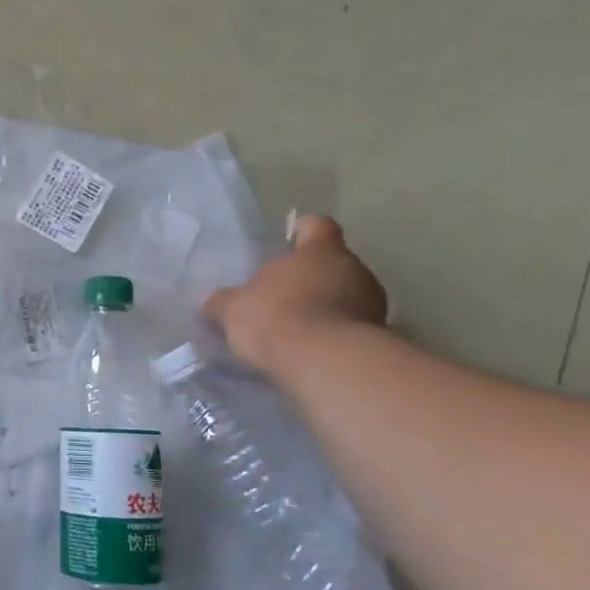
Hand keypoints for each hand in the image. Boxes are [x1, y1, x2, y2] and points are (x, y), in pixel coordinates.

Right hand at [204, 215, 387, 375]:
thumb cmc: (276, 317)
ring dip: (325, 306)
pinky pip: (351, 327)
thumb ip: (222, 301)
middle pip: (333, 263)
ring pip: (346, 295)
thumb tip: (211, 300)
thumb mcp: (233, 309)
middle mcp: (354, 269)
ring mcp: (372, 304)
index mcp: (320, 251)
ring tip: (296, 327)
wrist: (326, 364)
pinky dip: (333, 333)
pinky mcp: (378, 337)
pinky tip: (310, 350)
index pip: (318, 226)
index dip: (304, 230)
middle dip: (311, 276)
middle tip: (282, 293)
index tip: (290, 240)